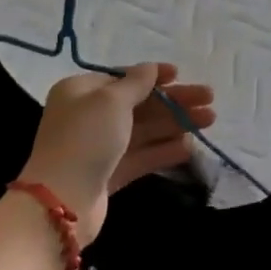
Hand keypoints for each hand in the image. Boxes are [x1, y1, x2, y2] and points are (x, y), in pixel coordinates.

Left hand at [21, 64, 216, 245]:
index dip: (152, 76)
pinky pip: (142, 156)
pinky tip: (189, 147)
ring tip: (209, 120)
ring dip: (176, 123)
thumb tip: (150, 68)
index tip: (180, 74)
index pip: (122, 78)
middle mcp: (88, 116)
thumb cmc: (86, 138)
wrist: (61, 201)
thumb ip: (136, 82)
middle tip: (209, 99)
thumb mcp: (112, 101)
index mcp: (81, 92)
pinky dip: (164, 150)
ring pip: (145, 130)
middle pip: (139, 104)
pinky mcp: (109, 174)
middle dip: (174, 101)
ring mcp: (99, 147)